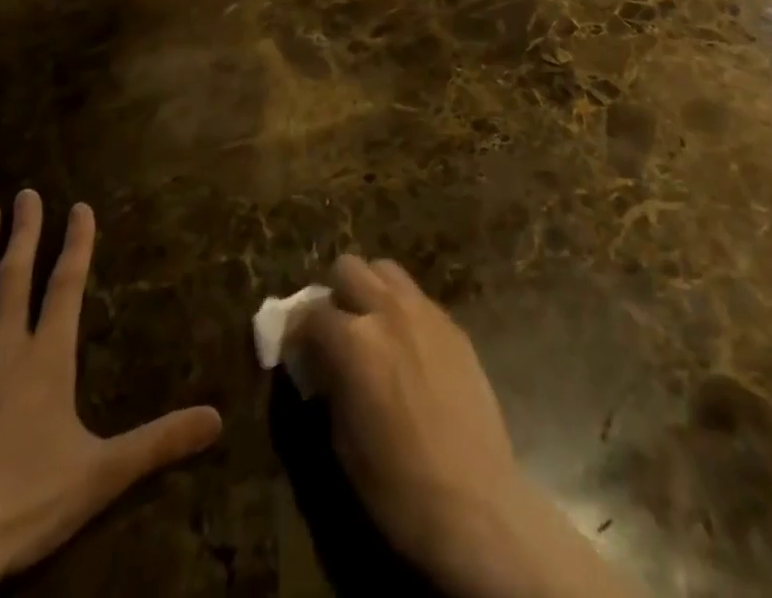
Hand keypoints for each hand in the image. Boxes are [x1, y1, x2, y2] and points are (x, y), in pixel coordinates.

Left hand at [0, 193, 222, 597]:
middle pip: (15, 278)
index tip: (80, 207)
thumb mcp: (102, 475)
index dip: (76, 244)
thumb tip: (218, 419)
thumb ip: (159, 442)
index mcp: (47, 361)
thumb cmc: (25, 508)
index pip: (66, 287)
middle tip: (26, 193)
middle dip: (24, 232)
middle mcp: (2, 351)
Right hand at [288, 256, 632, 597]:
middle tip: (334, 331)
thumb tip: (320, 362)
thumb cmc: (397, 485)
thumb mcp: (342, 440)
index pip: (310, 312)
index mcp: (353, 340)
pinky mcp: (453, 324)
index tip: (297, 351)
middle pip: (348, 268)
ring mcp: (425, 311)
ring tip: (370, 327)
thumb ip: (328, 383)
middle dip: (334, 293)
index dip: (297, 332)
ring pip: (385, 270)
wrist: (474, 503)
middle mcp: (387, 310)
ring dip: (369, 289)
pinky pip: (416, 296)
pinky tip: (406, 345)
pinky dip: (400, 307)